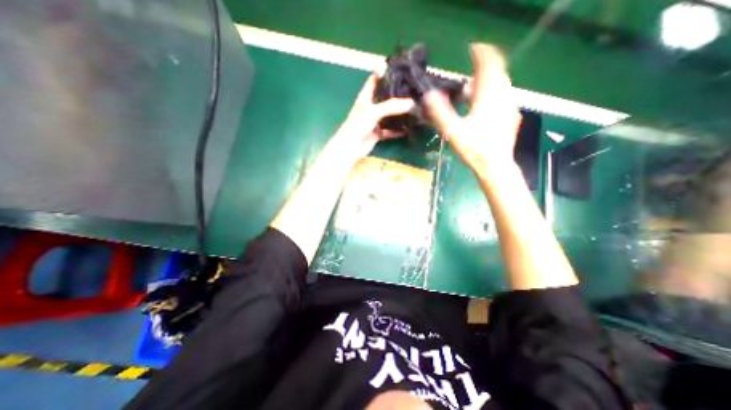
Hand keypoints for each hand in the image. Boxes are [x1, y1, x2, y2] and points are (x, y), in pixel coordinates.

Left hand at [332, 73, 415, 162]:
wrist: (351, 148)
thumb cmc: (358, 125)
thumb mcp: (374, 112)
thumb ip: (392, 106)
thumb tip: (412, 103)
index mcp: (366, 96)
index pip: (375, 79)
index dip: (385, 72)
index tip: (400, 66)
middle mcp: (371, 107)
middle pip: (385, 96)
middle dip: (397, 93)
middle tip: (414, 88)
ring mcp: (375, 120)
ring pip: (389, 114)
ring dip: (399, 112)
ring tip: (415, 106)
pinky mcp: (378, 133)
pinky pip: (390, 130)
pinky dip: (398, 130)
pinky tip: (409, 128)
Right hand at [420, 43, 521, 177]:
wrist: (495, 165)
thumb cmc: (473, 148)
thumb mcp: (452, 131)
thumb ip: (439, 112)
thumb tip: (428, 96)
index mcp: (488, 97)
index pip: (489, 64)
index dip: (482, 53)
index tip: (473, 48)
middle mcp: (502, 96)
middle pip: (498, 71)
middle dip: (486, 65)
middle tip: (472, 66)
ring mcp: (509, 106)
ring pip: (502, 83)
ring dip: (490, 79)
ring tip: (475, 85)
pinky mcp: (511, 115)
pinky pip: (504, 95)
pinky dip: (494, 91)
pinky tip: (484, 103)